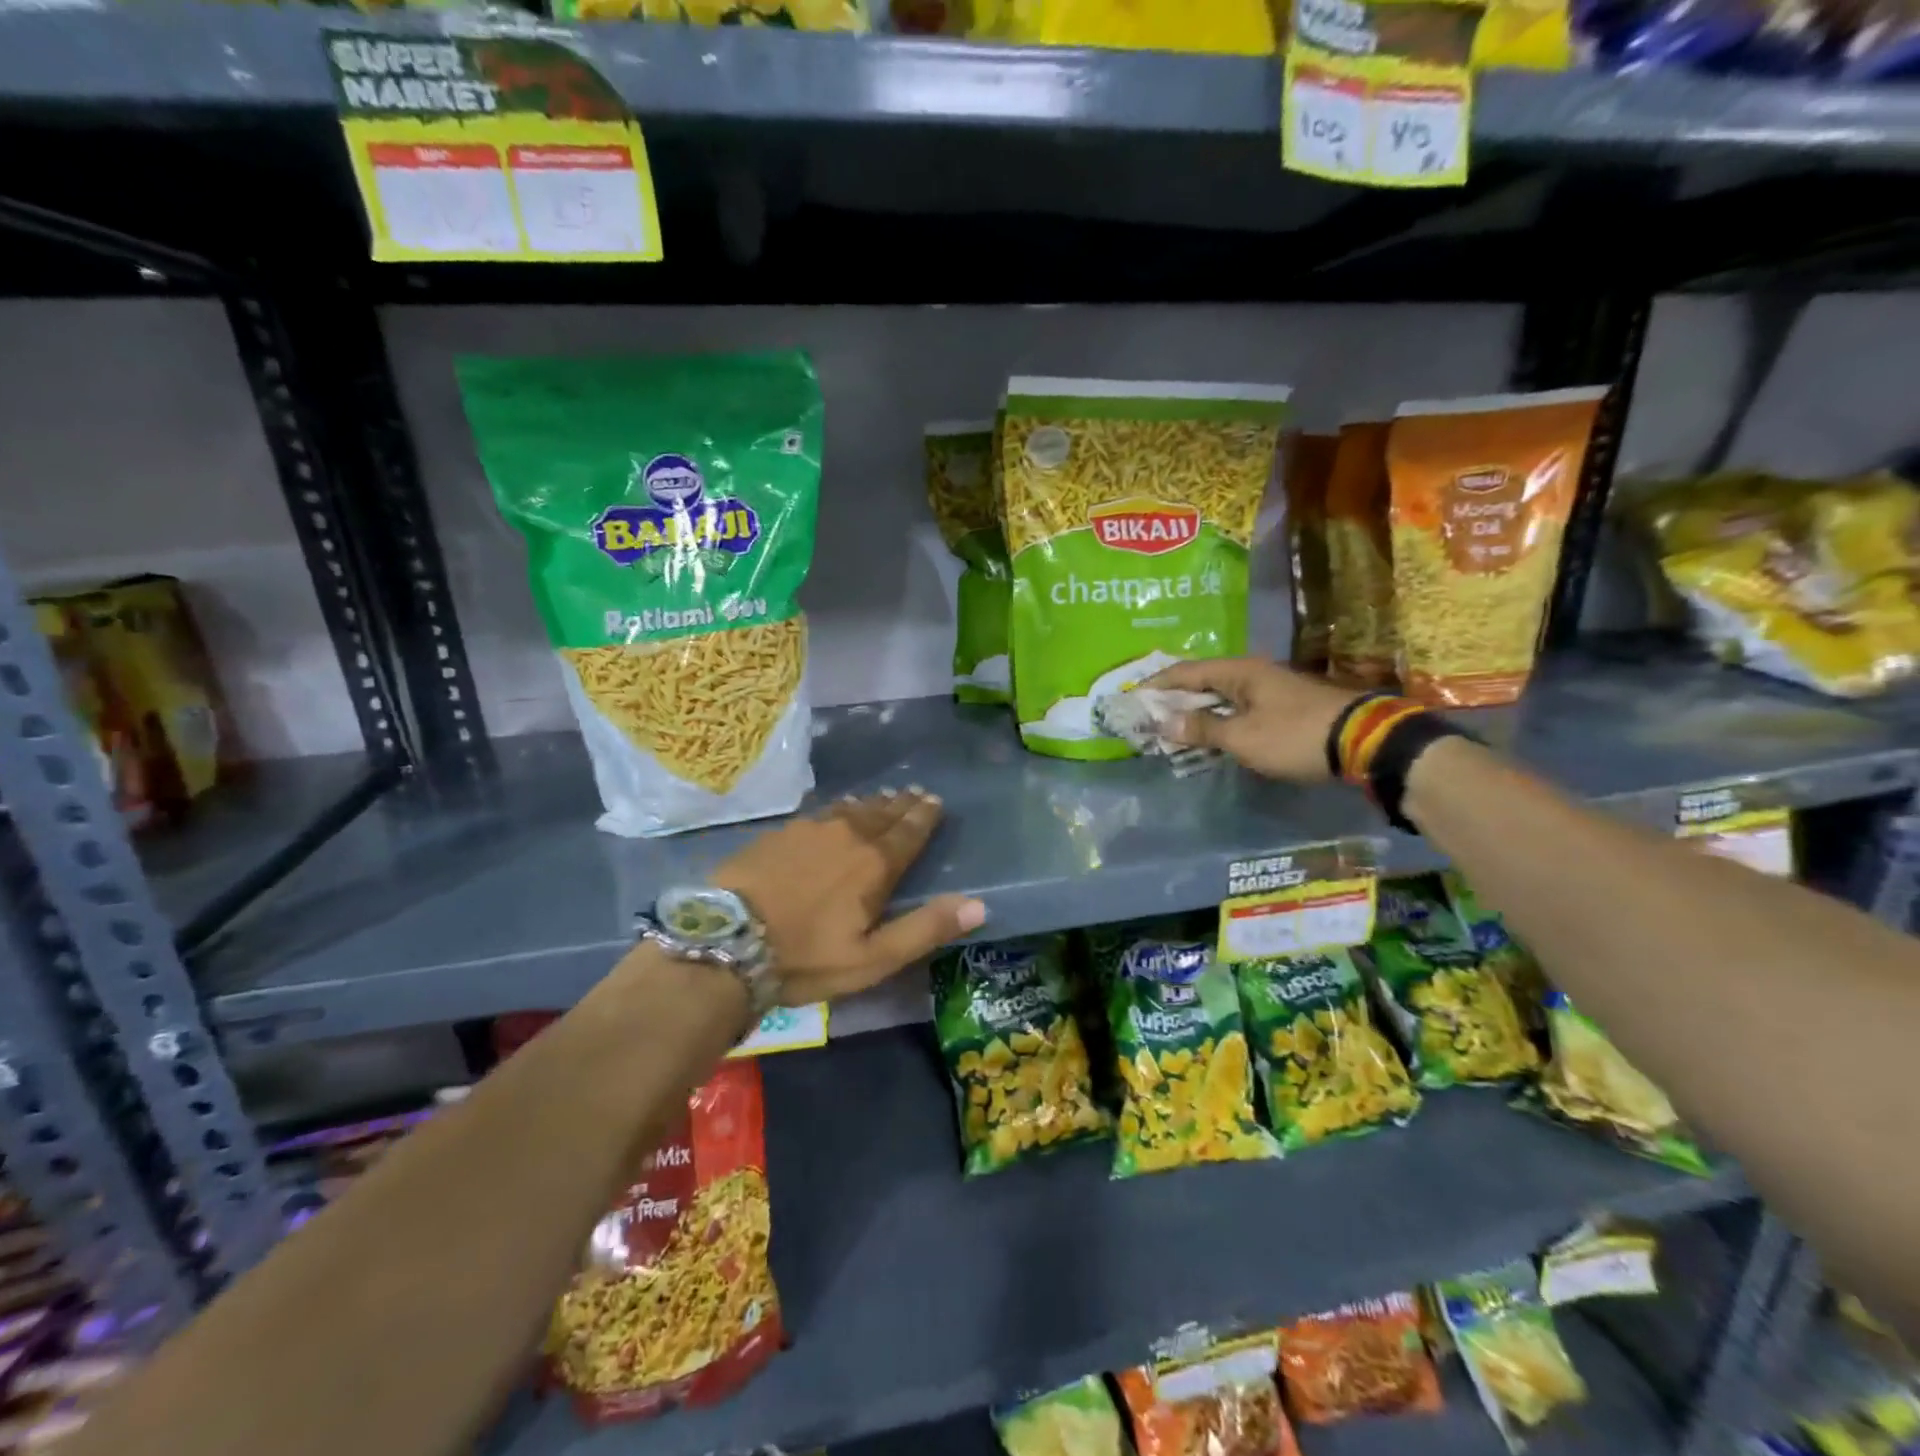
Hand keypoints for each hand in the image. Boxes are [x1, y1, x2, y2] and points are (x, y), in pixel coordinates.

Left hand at [713, 788, 986, 1003]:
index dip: (925, 815)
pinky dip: (837, 810)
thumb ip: (925, 928)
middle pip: (882, 814)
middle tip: (915, 792)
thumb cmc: (806, 957)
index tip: (935, 800)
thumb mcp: (873, 958)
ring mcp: (809, 830)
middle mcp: (847, 836)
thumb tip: (979, 904)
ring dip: (871, 804)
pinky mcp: (779, 833)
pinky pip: (820, 813)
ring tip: (882, 798)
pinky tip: (835, 812)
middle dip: (902, 804)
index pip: (909, 831)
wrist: (727, 943)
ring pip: (850, 809)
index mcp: (874, 864)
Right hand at [1145, 658, 1362, 781]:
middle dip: (1174, 698)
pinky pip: (1240, 708)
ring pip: (1223, 696)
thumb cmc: (1294, 735)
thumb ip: (1201, 728)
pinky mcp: (1286, 707)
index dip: (1157, 684)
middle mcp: (1254, 673)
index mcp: (1239, 671)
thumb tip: (1163, 722)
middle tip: (1148, 715)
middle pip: (1203, 681)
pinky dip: (1219, 719)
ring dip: (1197, 711)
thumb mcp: (1242, 736)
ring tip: (1173, 727)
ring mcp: (1272, 689)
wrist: (1364, 742)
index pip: (1186, 672)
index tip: (1133, 697)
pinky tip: (1212, 734)